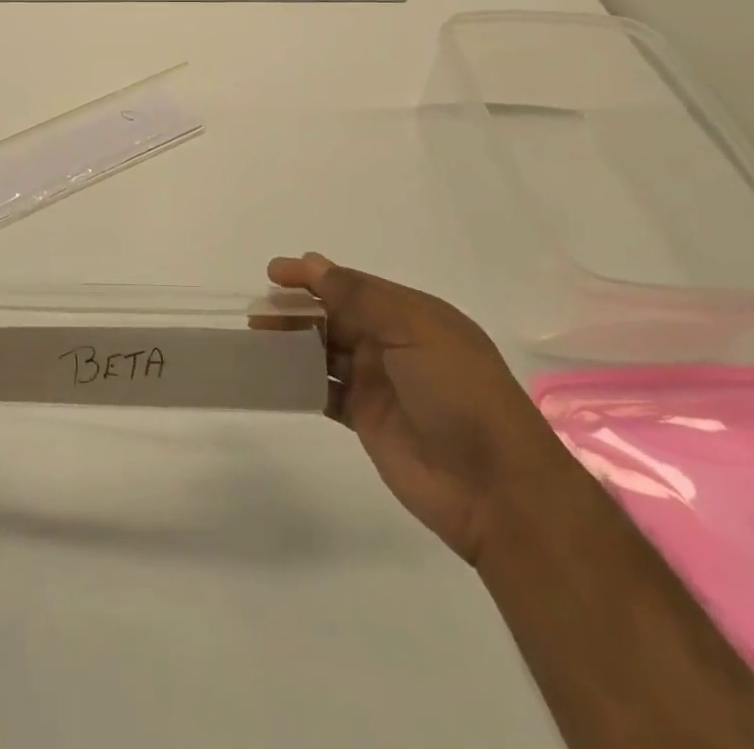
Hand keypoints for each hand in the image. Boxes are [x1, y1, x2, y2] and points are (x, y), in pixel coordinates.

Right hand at [268, 253, 580, 565]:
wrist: (495, 490)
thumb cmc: (458, 393)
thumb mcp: (415, 331)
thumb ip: (360, 297)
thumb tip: (314, 264)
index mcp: (412, 316)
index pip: (352, 286)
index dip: (313, 276)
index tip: (274, 274)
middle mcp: (392, 344)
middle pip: (335, 316)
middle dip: (297, 309)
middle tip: (258, 311)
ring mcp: (378, 383)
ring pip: (325, 351)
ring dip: (293, 341)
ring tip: (257, 337)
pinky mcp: (366, 420)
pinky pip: (324, 390)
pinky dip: (299, 380)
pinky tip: (272, 373)